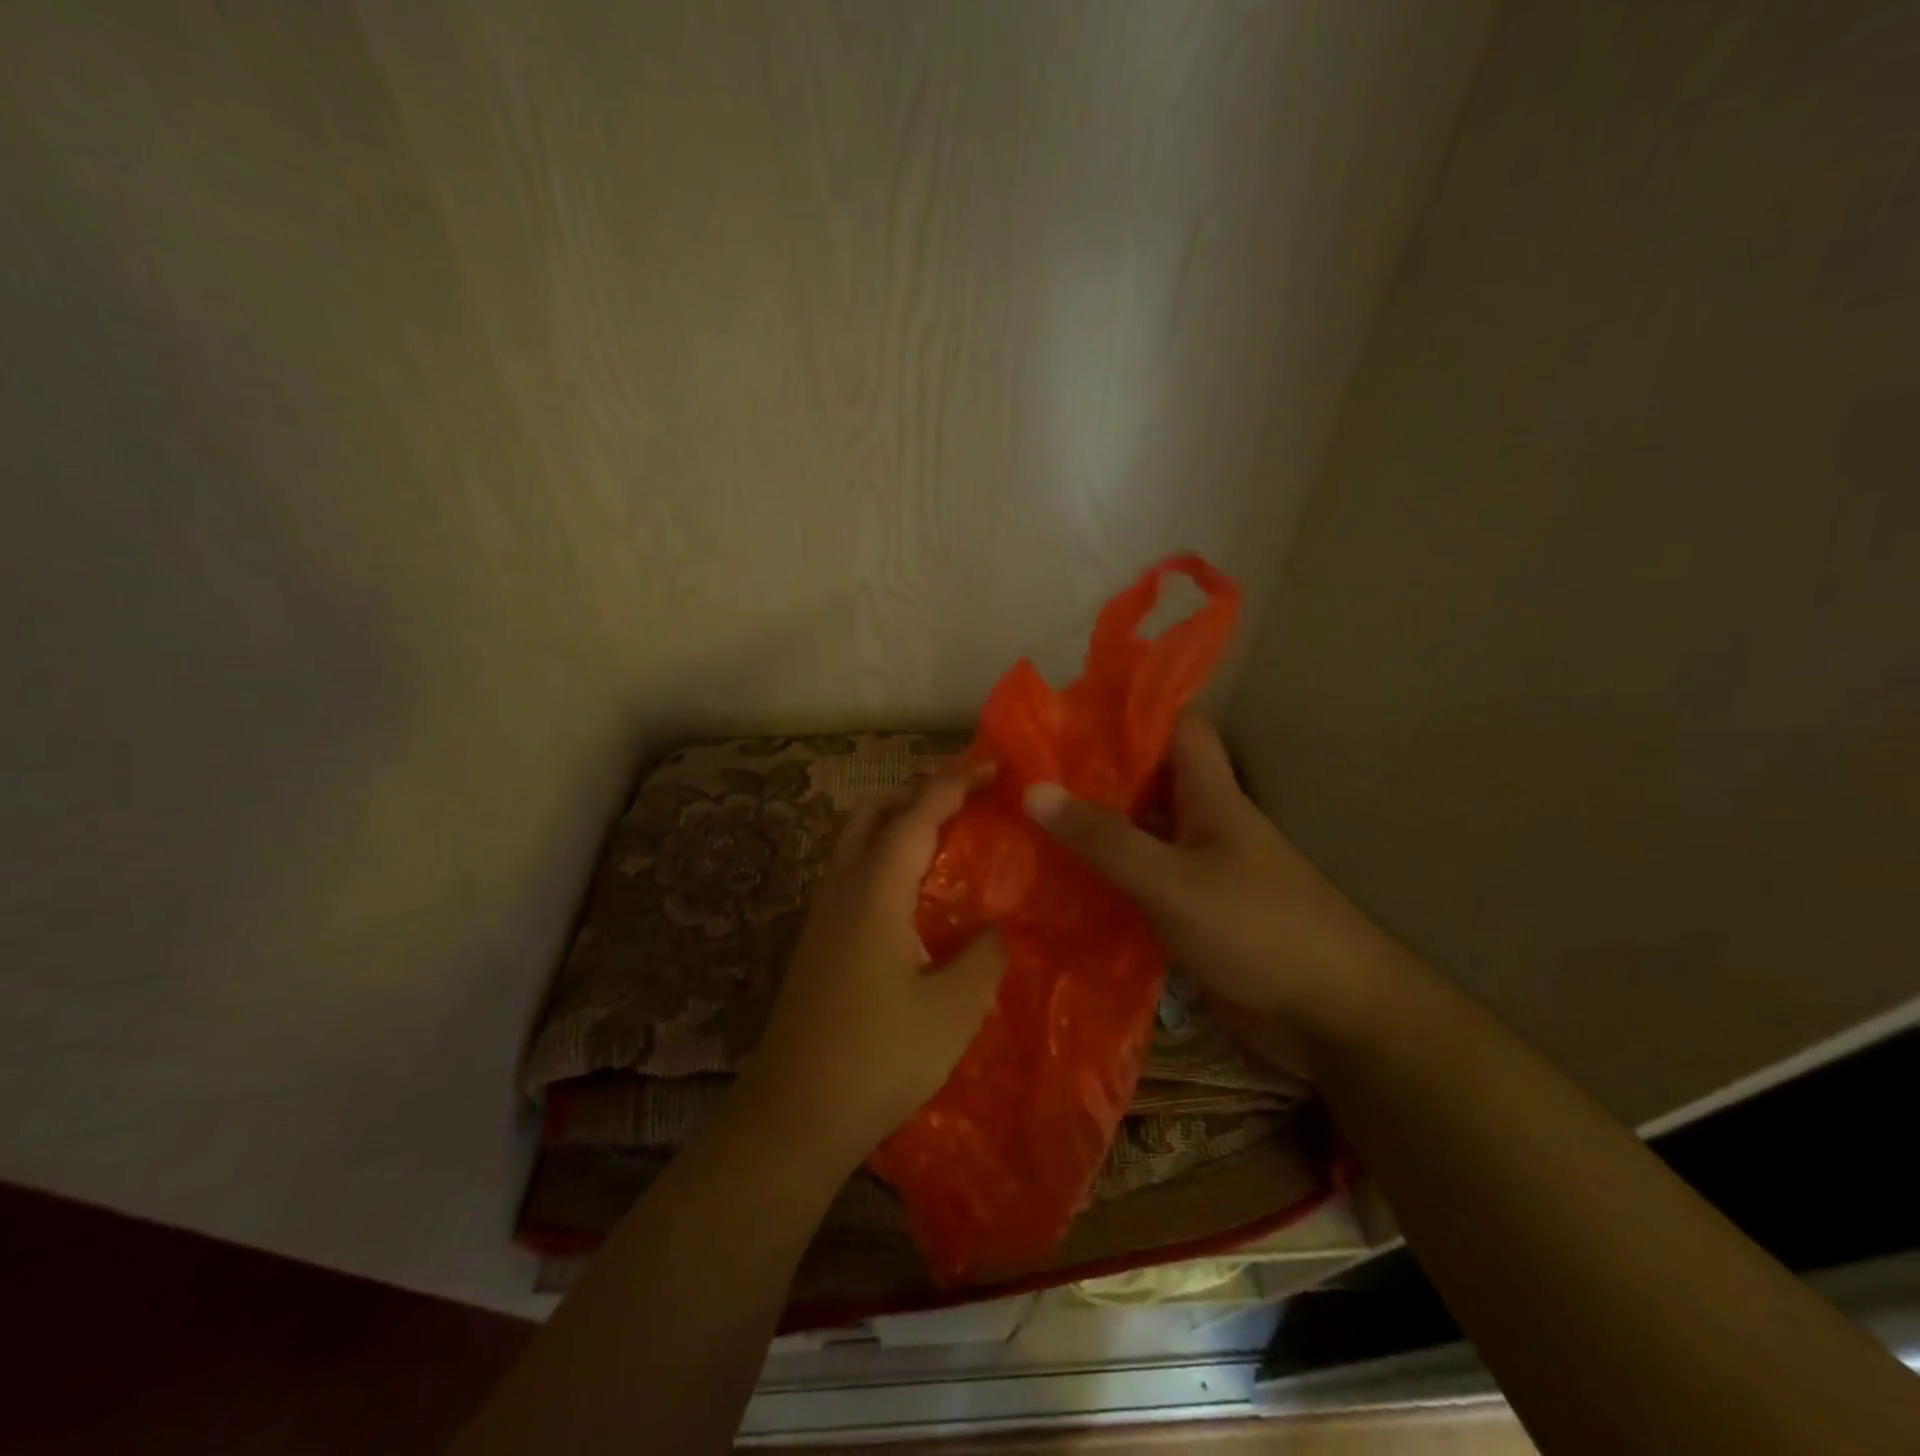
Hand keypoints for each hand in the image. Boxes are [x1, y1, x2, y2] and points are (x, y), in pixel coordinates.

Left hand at [745, 764, 1006, 1168]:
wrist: (794, 1113)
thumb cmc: (878, 1057)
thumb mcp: (953, 1010)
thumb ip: (984, 956)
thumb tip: (995, 928)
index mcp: (875, 891)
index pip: (917, 814)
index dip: (955, 783)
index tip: (992, 765)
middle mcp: (842, 888)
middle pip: (874, 813)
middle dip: (920, 792)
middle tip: (968, 799)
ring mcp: (823, 914)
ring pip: (857, 840)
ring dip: (898, 822)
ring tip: (947, 837)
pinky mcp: (818, 940)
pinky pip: (854, 871)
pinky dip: (886, 855)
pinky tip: (914, 892)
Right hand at [1022, 714, 1398, 1049]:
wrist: (1332, 1017)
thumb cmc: (1258, 928)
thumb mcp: (1173, 880)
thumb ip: (1104, 838)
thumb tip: (1032, 789)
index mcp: (1211, 795)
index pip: (1176, 727)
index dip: (1130, 712)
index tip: (1069, 711)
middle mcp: (1203, 824)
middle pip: (1146, 782)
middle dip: (1093, 775)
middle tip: (1026, 772)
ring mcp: (1198, 871)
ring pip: (1138, 835)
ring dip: (1092, 831)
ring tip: (1026, 823)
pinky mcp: (1191, 915)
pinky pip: (1138, 884)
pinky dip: (1104, 880)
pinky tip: (1057, 886)